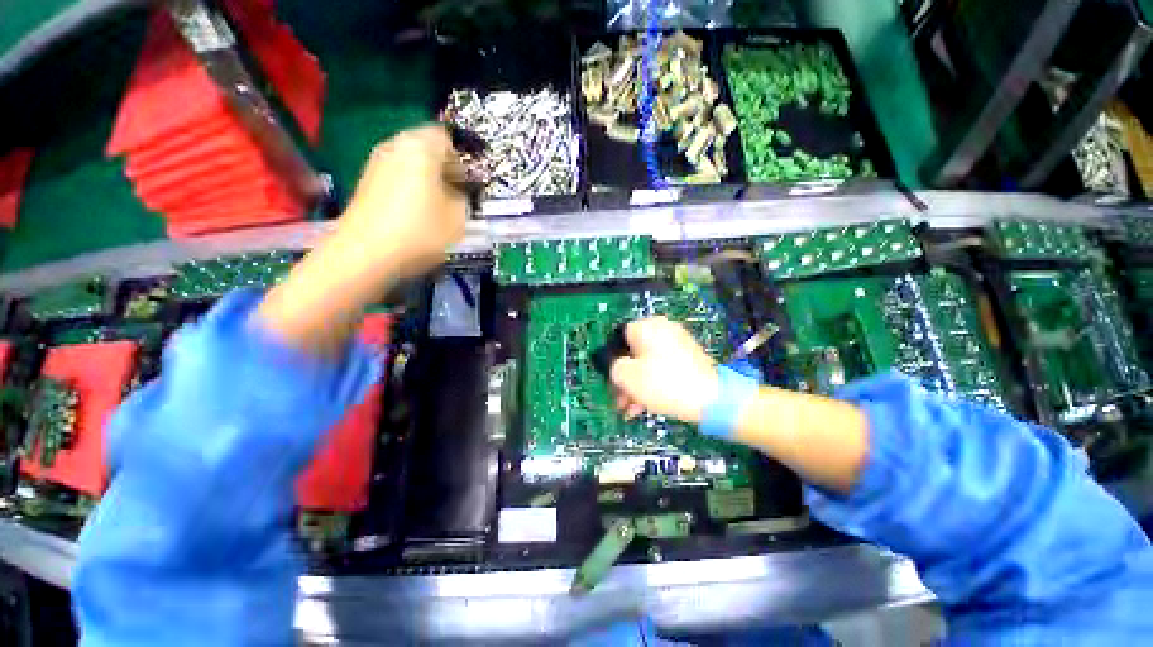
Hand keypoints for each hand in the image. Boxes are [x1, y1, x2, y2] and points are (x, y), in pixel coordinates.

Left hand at [256, 126, 466, 356]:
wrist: (366, 254)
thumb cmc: (420, 231)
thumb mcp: (459, 218)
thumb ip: (465, 198)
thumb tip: (460, 192)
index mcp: (421, 147)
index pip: (448, 137)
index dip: (464, 157)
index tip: (474, 179)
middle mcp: (395, 145)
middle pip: (427, 147)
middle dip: (446, 167)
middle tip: (460, 191)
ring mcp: (376, 163)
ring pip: (411, 162)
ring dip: (429, 178)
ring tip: (442, 204)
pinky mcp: (366, 182)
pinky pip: (397, 175)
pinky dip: (412, 187)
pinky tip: (419, 211)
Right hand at [610, 317, 718, 423]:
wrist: (712, 398)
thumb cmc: (663, 383)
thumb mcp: (626, 376)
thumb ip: (612, 367)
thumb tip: (615, 366)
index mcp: (646, 326)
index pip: (618, 339)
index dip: (611, 362)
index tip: (611, 382)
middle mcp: (662, 328)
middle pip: (633, 353)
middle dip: (625, 379)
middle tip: (620, 400)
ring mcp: (678, 341)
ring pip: (647, 363)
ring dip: (637, 385)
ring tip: (632, 410)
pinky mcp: (688, 357)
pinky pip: (663, 366)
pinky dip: (653, 382)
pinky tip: (647, 405)